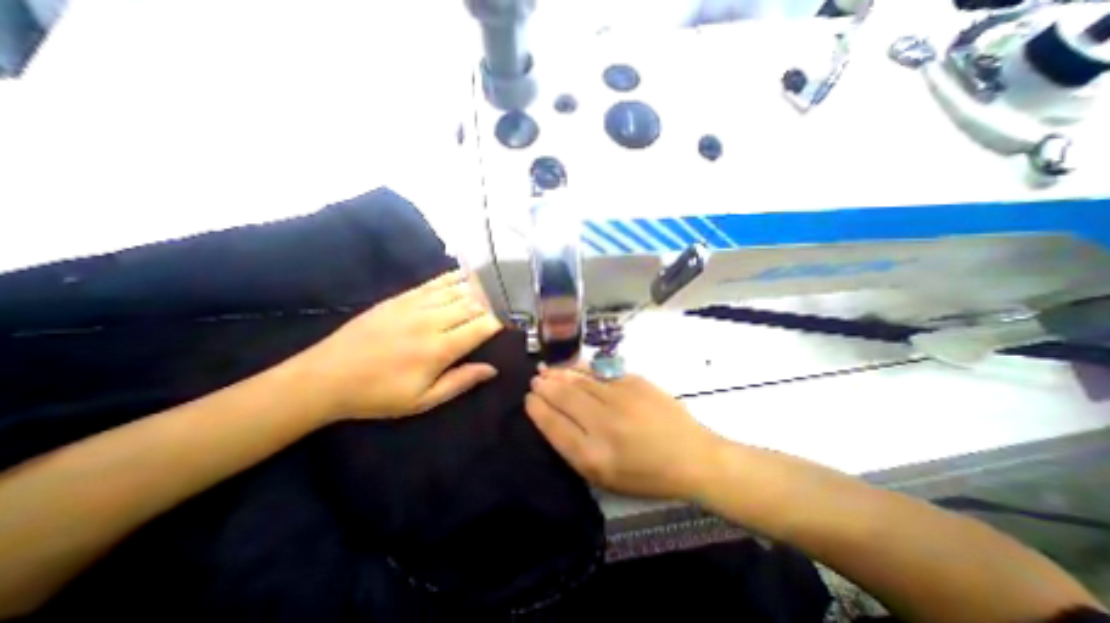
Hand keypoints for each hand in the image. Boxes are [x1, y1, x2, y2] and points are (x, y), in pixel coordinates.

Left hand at [295, 267, 502, 420]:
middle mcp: (432, 321)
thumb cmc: (378, 395)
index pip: (481, 327)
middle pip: (472, 305)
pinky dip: (452, 277)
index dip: (498, 324)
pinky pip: (433, 283)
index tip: (506, 325)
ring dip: (476, 290)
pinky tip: (464, 274)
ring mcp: (415, 306)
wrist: (325, 377)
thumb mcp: (422, 400)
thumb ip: (460, 382)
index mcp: (439, 349)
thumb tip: (491, 369)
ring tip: (491, 289)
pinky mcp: (400, 298)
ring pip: (456, 290)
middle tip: (500, 308)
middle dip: (491, 306)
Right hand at [527, 368, 725, 499]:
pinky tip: (572, 367)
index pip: (553, 425)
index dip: (537, 409)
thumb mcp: (605, 477)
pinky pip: (599, 372)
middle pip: (563, 398)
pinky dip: (581, 369)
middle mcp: (602, 424)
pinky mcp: (633, 382)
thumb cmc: (646, 474)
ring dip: (558, 374)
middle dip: (544, 386)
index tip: (528, 399)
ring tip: (545, 370)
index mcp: (592, 456)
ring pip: (579, 381)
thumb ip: (575, 449)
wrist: (690, 456)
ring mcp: (619, 398)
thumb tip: (552, 418)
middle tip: (534, 379)